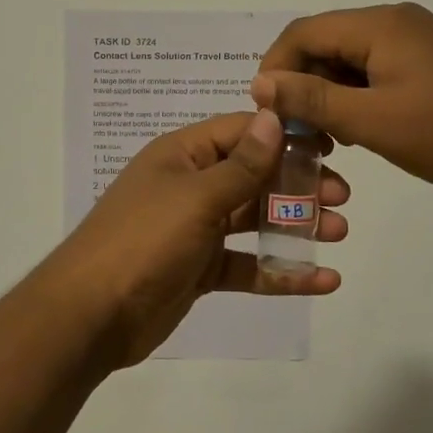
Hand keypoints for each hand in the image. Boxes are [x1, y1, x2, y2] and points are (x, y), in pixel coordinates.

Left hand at [47, 109, 347, 367]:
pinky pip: (248, 264)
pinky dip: (281, 270)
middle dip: (298, 183)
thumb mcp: (196, 197)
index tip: (330, 144)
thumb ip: (241, 164)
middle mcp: (191, 186)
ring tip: (339, 230)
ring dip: (296, 224)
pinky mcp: (200, 270)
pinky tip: (322, 280)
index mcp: (183, 155)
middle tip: (342, 195)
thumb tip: (273, 116)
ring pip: (254, 219)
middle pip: (254, 176)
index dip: (284, 134)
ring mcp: (195, 229)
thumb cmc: (143, 240)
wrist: (90, 316)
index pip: (241, 132)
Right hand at [250, 4, 432, 192]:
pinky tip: (361, 127)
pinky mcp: (431, 58)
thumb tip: (259, 83)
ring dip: (329, 92)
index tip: (266, 112)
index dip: (275, 68)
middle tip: (298, 132)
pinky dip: (358, 94)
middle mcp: (394, 20)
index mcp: (378, 25)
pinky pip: (377, 67)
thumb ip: (312, 99)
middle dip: (302, 84)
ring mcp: (416, 38)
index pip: (303, 32)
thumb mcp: (373, 121)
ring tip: (328, 138)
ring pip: (351, 57)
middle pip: (326, 42)